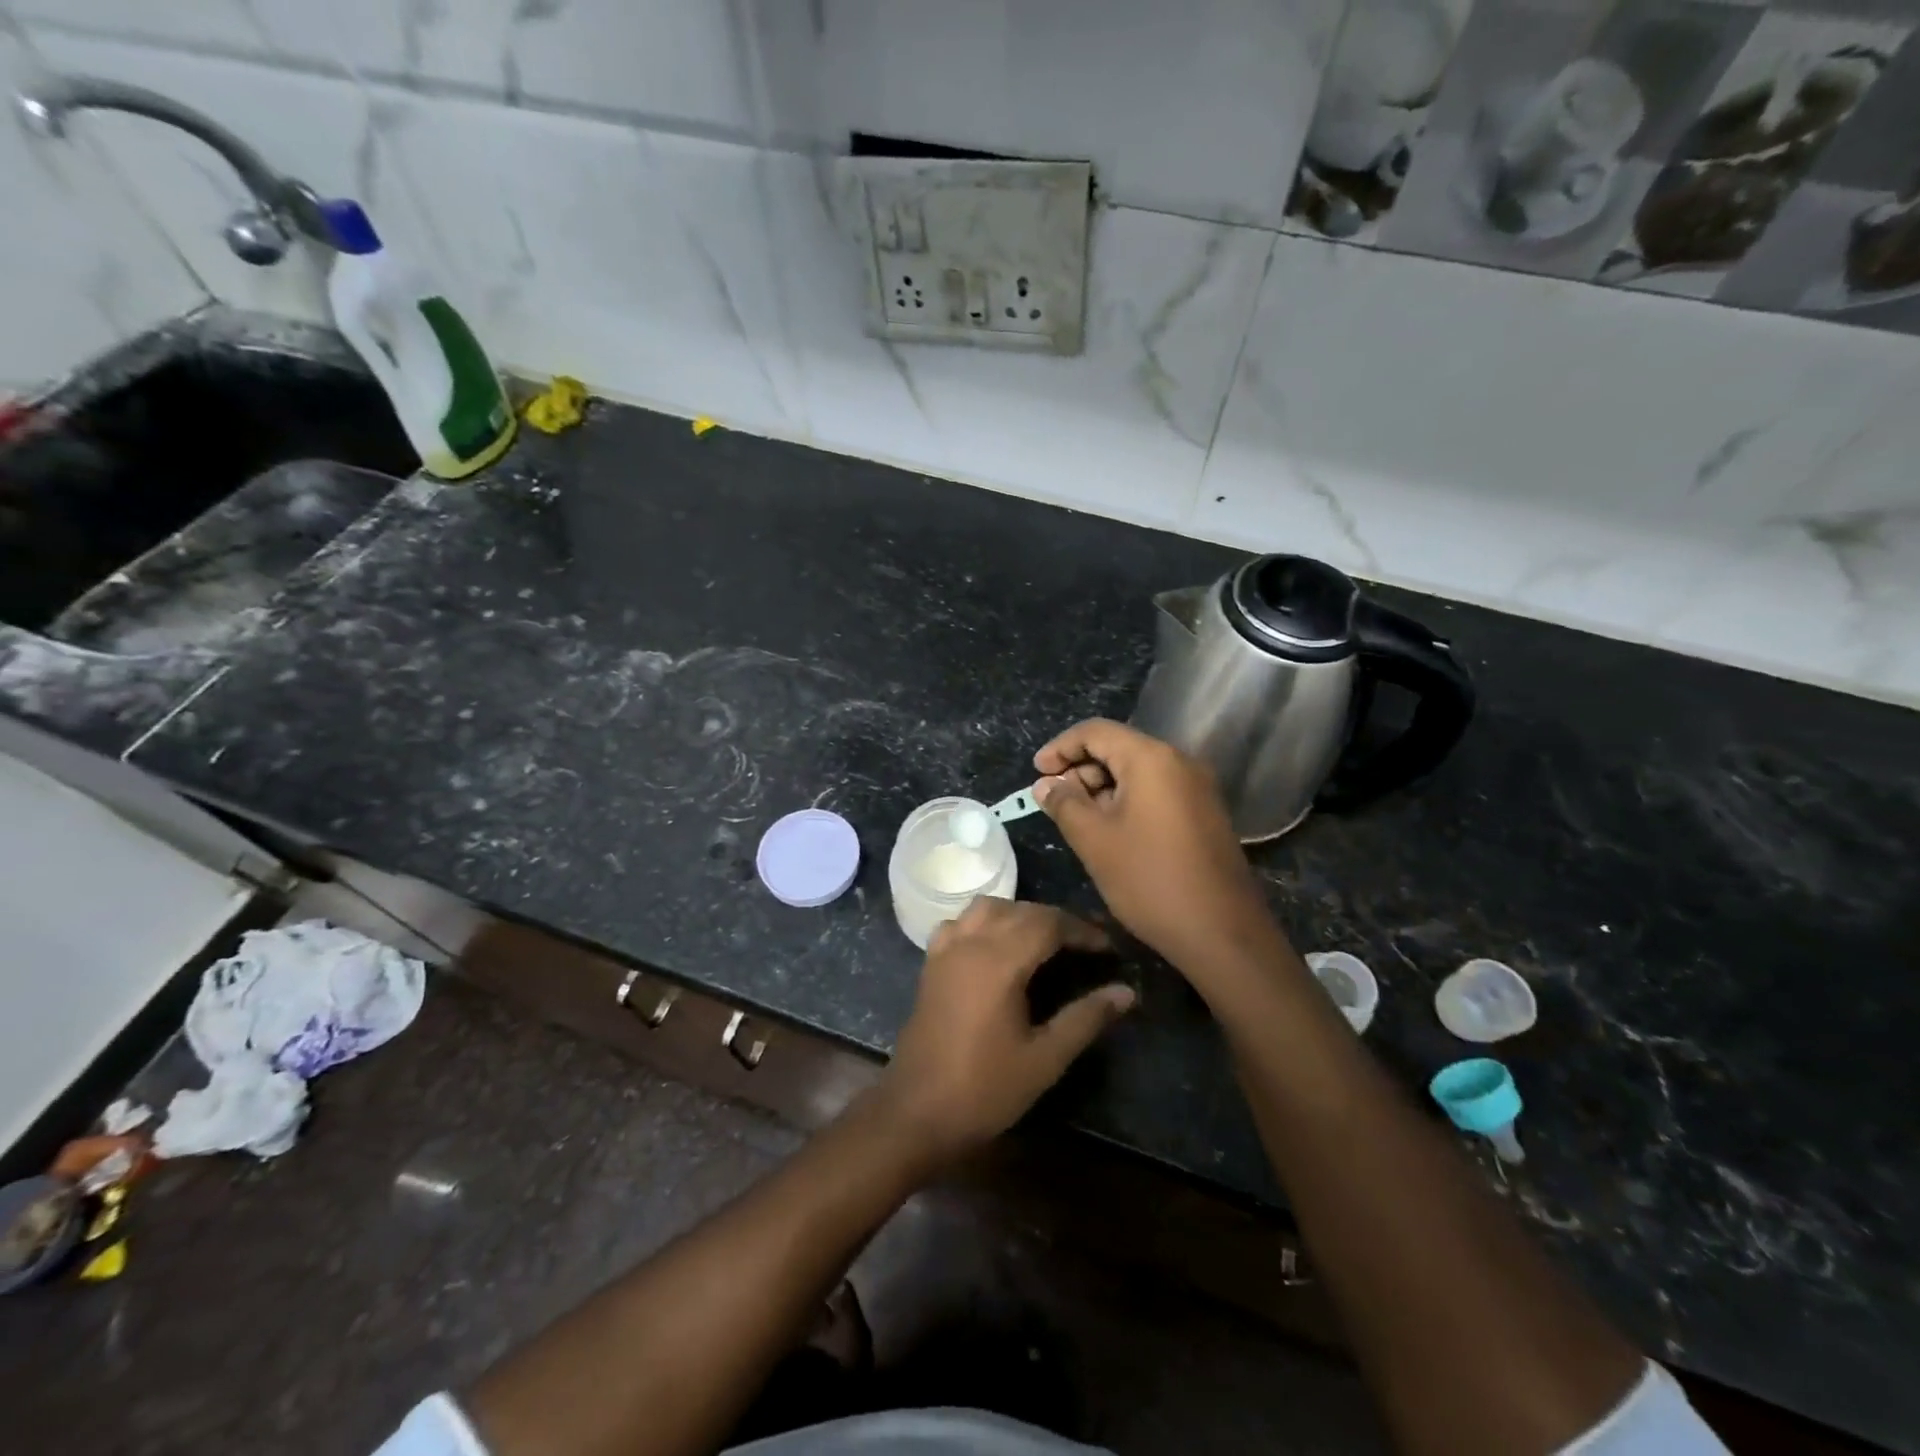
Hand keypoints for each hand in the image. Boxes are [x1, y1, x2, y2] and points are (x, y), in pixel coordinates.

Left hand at [878, 899, 1133, 1165]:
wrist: (917, 1112)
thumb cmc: (985, 1088)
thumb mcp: (1045, 1059)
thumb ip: (1086, 1018)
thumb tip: (1126, 992)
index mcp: (999, 961)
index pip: (1048, 924)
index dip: (1082, 930)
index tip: (1108, 947)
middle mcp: (970, 943)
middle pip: (1020, 910)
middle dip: (1057, 920)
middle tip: (1086, 944)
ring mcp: (946, 950)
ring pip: (987, 907)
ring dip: (1020, 913)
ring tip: (1045, 939)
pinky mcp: (931, 963)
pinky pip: (961, 922)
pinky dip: (985, 921)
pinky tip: (997, 945)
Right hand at [1034, 719, 1280, 974]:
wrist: (1222, 933)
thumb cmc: (1149, 879)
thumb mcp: (1094, 840)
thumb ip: (1064, 803)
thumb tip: (1046, 784)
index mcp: (1152, 758)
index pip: (1095, 731)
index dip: (1060, 747)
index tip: (1035, 772)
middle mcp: (1179, 762)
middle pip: (1118, 748)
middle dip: (1080, 769)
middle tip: (1053, 801)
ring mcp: (1197, 788)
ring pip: (1138, 772)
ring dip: (1102, 787)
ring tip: (1077, 819)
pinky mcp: (1204, 813)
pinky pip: (1157, 791)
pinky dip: (1126, 801)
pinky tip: (1110, 831)